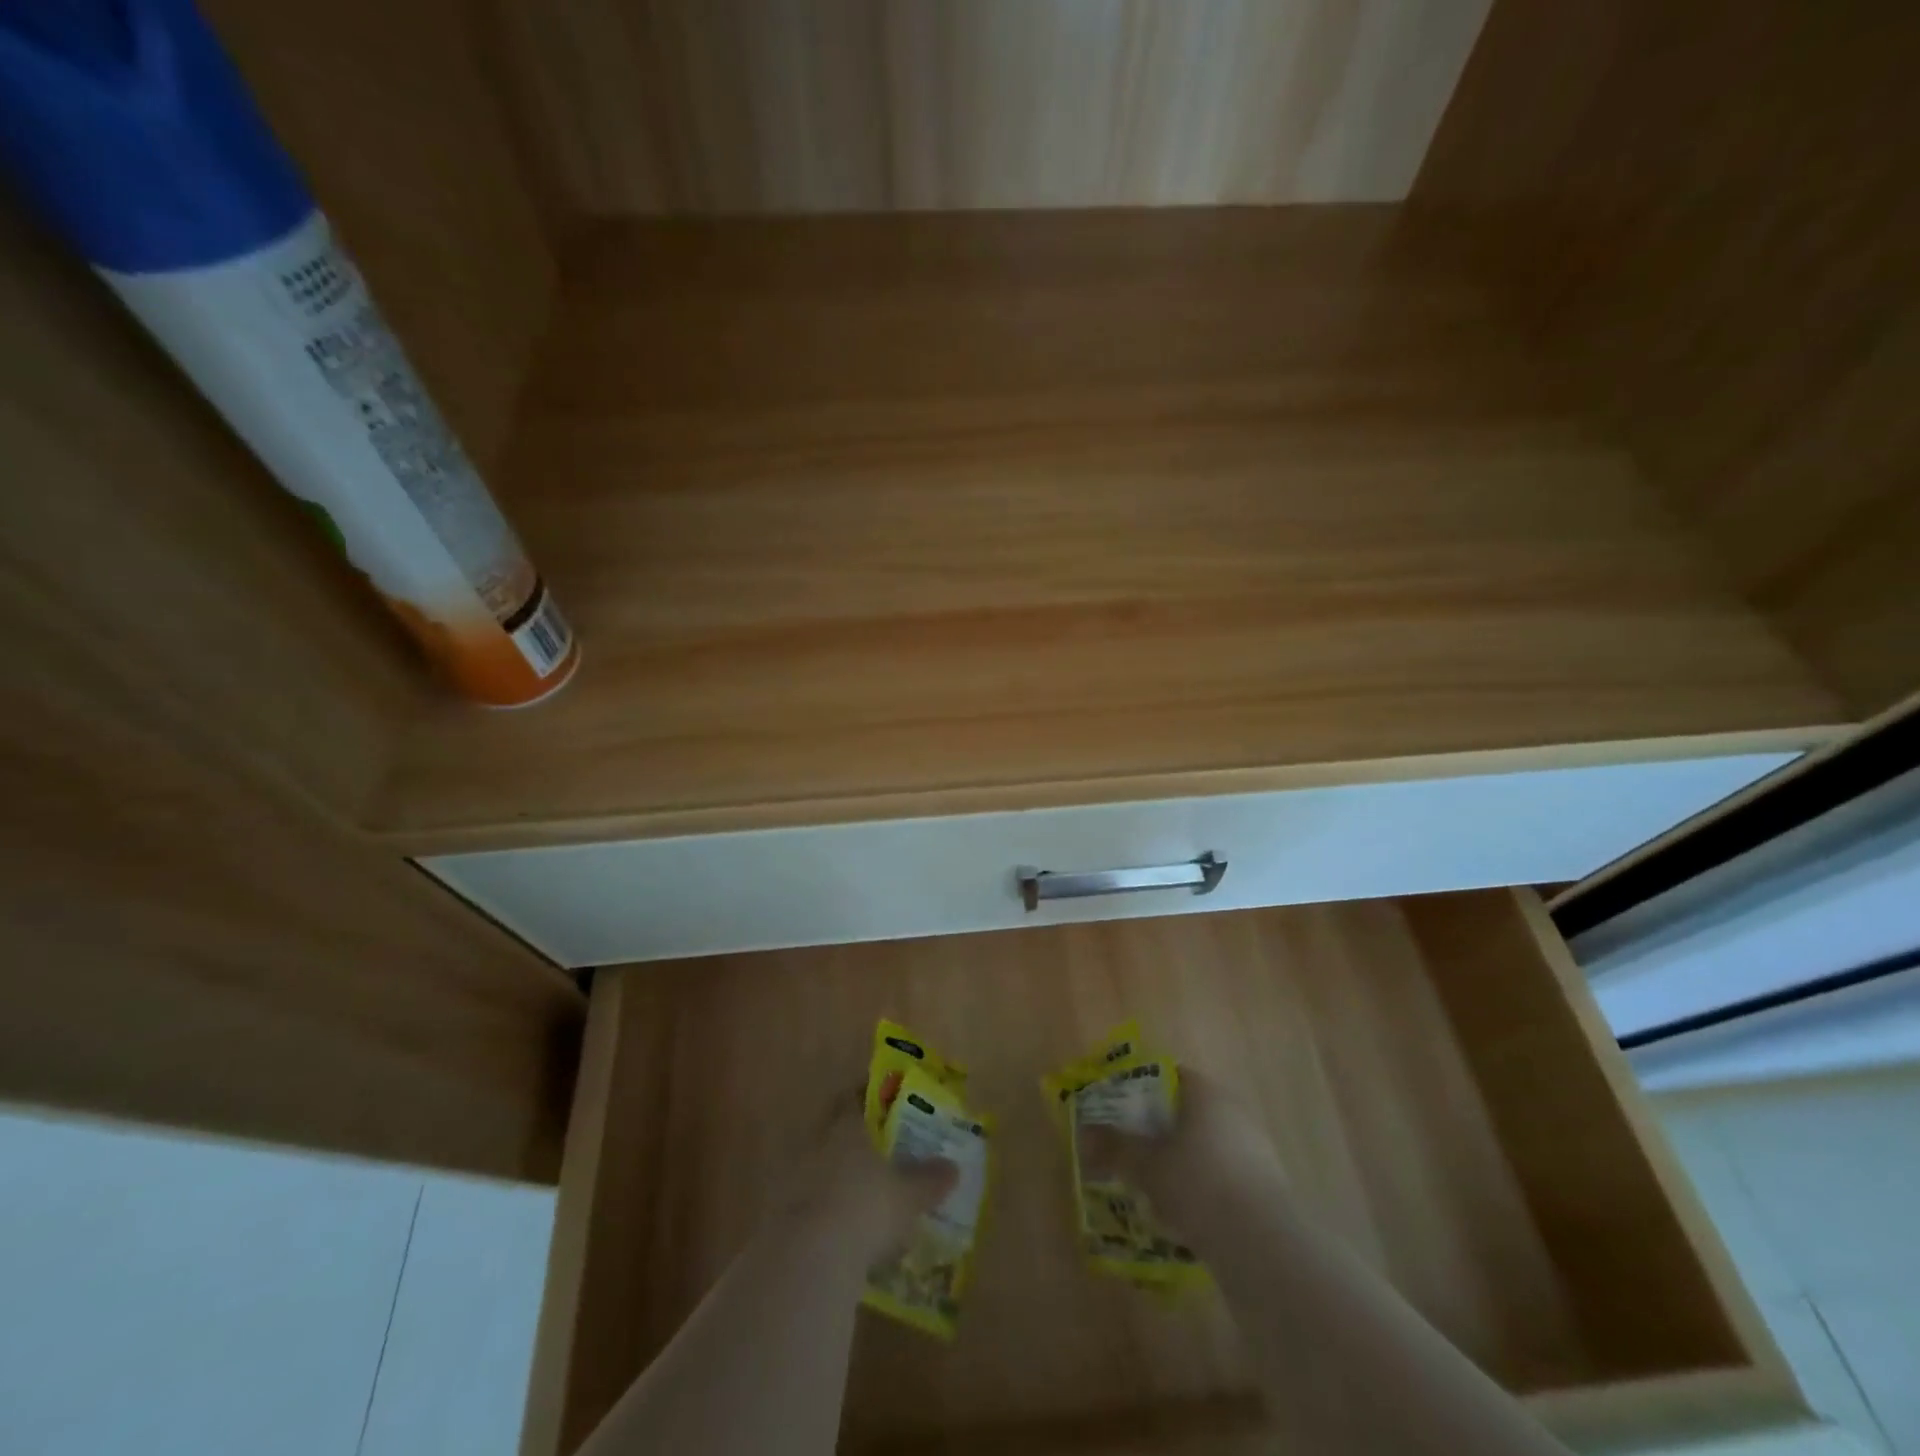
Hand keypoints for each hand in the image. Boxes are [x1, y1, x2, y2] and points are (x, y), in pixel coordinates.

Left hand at [791, 1094, 957, 1260]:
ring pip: (820, 1165)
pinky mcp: (780, 1215)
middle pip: (835, 1130)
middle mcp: (817, 1142)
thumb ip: (929, 1179)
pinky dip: (825, 1209)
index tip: (885, 1103)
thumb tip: (952, 1168)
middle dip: (854, 1138)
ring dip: (837, 1175)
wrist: (808, 1258)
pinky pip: (809, 1202)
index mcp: (846, 1125)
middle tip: (878, 1150)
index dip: (869, 1098)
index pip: (854, 1097)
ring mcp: (793, 1178)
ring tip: (862, 1193)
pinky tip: (842, 1229)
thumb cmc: (865, 1208)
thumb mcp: (908, 1195)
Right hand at [1077, 1067, 1284, 1229]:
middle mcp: (1233, 1110)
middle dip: (1158, 1130)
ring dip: (1180, 1161)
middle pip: (1186, 1111)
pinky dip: (1202, 1186)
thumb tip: (1084, 1134)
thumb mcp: (1146, 1165)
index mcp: (1204, 1092)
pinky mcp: (1266, 1185)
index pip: (1168, 1076)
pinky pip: (1222, 1175)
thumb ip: (1114, 1147)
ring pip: (1205, 1145)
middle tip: (1131, 1151)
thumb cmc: (1198, 1184)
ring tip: (1153, 1188)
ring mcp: (1255, 1147)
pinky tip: (1184, 1215)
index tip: (1118, 1111)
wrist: (1264, 1244)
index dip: (1139, 1089)